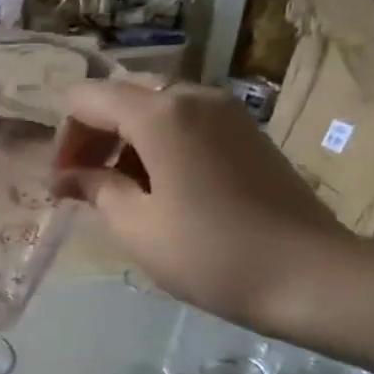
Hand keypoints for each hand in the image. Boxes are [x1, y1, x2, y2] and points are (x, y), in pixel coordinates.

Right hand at [55, 79, 363, 336]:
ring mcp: (226, 112)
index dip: (64, 138)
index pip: (87, 99)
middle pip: (122, 96)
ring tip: (120, 194)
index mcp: (161, 114)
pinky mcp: (246, 133)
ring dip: (124, 142)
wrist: (310, 276)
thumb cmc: (210, 254)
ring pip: (155, 107)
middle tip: (84, 186)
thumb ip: (95, 189)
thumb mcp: (136, 226)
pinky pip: (185, 122)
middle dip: (92, 136)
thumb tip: (67, 177)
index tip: (63, 184)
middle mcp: (194, 97)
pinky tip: (160, 191)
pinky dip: (157, 145)